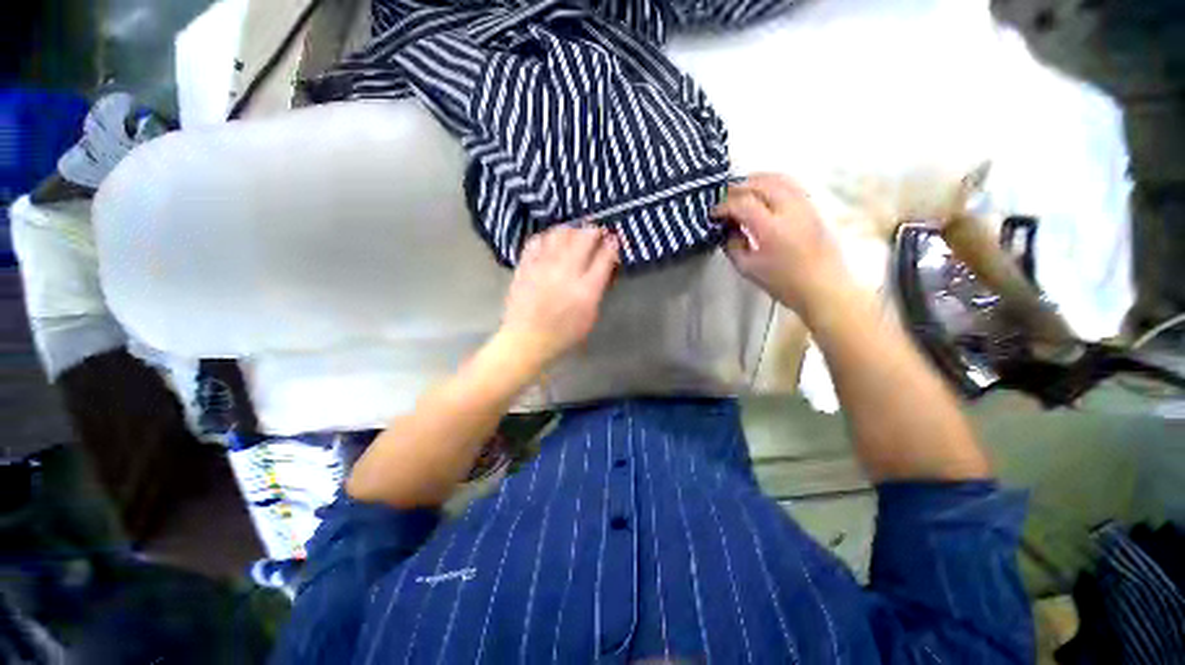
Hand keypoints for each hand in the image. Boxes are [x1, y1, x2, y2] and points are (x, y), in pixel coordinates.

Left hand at [499, 225, 619, 366]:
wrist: (527, 340)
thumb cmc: (563, 334)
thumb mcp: (590, 316)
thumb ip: (598, 289)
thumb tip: (603, 267)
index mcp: (586, 290)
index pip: (604, 257)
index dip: (612, 244)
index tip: (613, 240)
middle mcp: (566, 273)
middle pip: (584, 238)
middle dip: (594, 231)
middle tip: (596, 232)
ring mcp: (543, 267)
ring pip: (560, 234)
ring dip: (572, 230)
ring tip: (575, 234)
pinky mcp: (525, 266)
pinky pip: (537, 241)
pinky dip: (547, 236)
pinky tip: (552, 241)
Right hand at [713, 174, 851, 319]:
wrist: (823, 287)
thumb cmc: (783, 282)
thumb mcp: (748, 268)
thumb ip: (733, 245)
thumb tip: (727, 229)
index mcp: (771, 228)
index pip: (742, 204)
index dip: (724, 206)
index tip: (713, 213)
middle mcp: (790, 210)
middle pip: (761, 184)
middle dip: (738, 187)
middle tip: (723, 197)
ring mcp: (805, 205)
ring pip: (779, 178)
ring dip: (756, 180)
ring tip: (742, 188)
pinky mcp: (814, 207)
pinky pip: (791, 184)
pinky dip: (773, 182)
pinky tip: (764, 191)